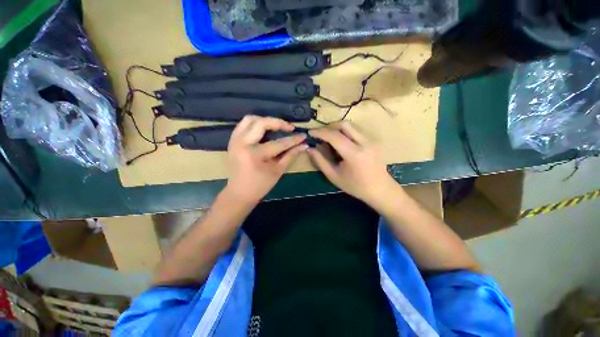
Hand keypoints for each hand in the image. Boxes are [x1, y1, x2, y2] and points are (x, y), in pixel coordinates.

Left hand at [225, 116, 307, 204]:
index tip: (303, 136)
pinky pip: (243, 125)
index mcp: (255, 155)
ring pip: (250, 119)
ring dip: (265, 120)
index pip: (278, 143)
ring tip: (277, 126)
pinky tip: (264, 129)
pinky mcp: (232, 141)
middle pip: (261, 123)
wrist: (239, 193)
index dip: (293, 140)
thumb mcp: (277, 171)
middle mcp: (243, 143)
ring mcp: (235, 140)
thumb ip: (291, 156)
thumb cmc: (260, 185)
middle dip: (278, 123)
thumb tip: (303, 146)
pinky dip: (255, 123)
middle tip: (290, 127)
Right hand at [307, 121, 398, 204]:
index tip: (310, 132)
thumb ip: (320, 161)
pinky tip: (342, 143)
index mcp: (354, 154)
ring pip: (351, 126)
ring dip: (337, 129)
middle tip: (321, 136)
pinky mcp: (374, 140)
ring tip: (330, 140)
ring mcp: (371, 140)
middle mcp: (365, 143)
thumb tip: (310, 148)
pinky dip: (345, 133)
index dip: (320, 132)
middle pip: (344, 124)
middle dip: (329, 127)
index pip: (334, 136)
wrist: (380, 189)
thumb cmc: (355, 186)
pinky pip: (356, 131)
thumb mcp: (334, 176)